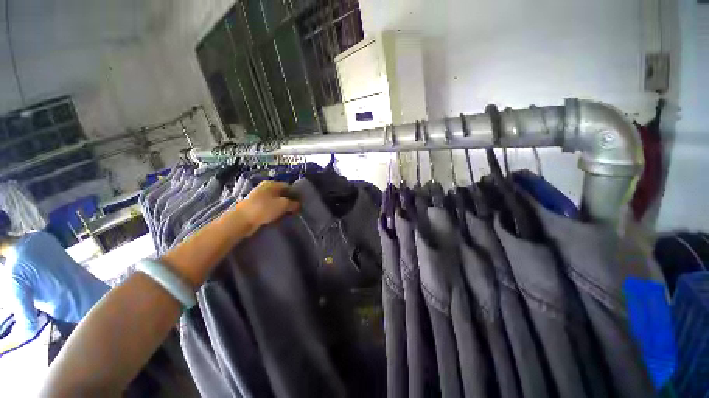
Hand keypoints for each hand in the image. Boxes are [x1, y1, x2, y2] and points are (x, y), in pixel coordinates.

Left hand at [237, 181, 299, 235]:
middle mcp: (264, 187)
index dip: (295, 194)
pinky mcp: (254, 205)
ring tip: (286, 214)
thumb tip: (298, 205)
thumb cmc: (264, 209)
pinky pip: (268, 206)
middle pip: (281, 193)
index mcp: (272, 184)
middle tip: (294, 210)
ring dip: (281, 207)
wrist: (242, 220)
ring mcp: (258, 196)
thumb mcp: (283, 205)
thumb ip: (293, 204)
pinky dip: (273, 210)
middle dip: (288, 201)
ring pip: (274, 200)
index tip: (300, 203)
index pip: (288, 186)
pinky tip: (276, 217)